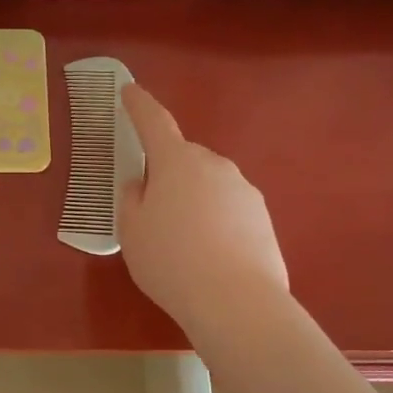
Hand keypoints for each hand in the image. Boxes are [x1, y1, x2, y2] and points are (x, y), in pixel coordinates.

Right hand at [118, 82, 288, 334]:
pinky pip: (228, 209)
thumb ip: (132, 198)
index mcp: (177, 161)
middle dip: (167, 172)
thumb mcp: (132, 230)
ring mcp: (244, 190)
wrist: (236, 302)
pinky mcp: (263, 218)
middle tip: (151, 209)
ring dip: (193, 199)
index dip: (139, 105)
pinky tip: (208, 255)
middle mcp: (214, 165)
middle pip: (184, 158)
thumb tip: (142, 184)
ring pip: (208, 184)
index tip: (129, 91)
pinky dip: (215, 221)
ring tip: (182, 242)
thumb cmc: (170, 260)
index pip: (154, 122)